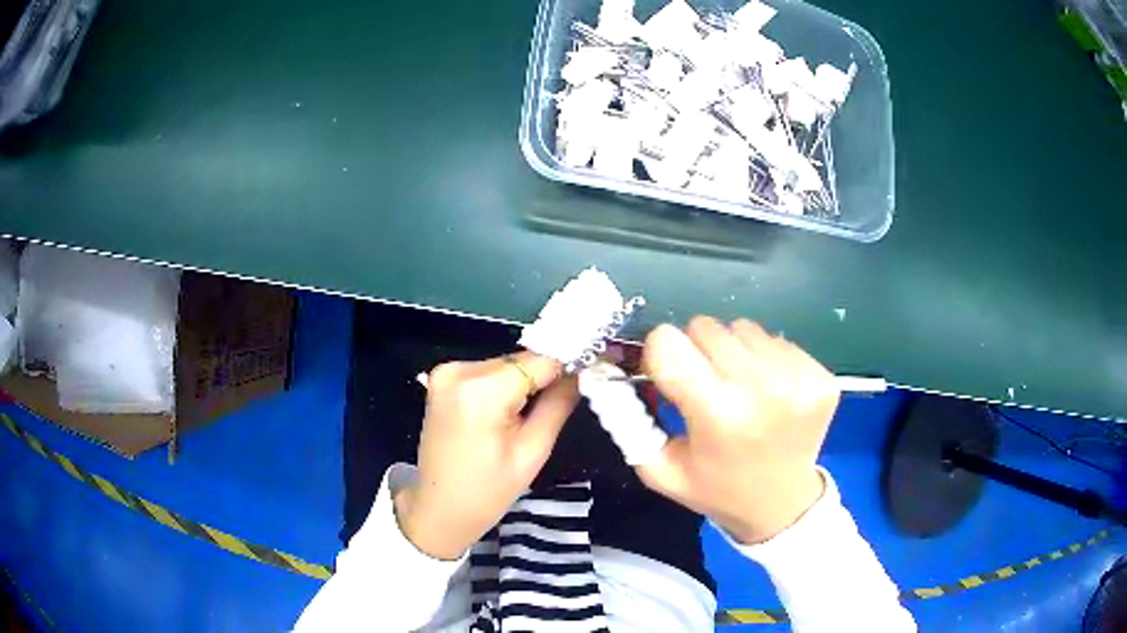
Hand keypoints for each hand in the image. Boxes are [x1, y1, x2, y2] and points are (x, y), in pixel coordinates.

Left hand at [395, 352, 577, 559]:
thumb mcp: (533, 452)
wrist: (438, 508)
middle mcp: (459, 370)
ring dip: (523, 382)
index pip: (540, 359)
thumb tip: (581, 370)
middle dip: (544, 376)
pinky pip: (487, 372)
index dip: (569, 362)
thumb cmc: (488, 491)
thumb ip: (558, 404)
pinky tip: (506, 412)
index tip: (593, 367)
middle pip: (520, 360)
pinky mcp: (441, 378)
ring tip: (529, 415)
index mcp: (481, 390)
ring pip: (505, 364)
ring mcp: (446, 371)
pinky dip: (502, 386)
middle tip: (564, 400)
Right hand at [636, 317, 839, 543]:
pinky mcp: (821, 375)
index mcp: (718, 414)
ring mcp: (799, 378)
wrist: (781, 503)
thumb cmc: (716, 488)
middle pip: (705, 326)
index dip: (660, 355)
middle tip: (706, 387)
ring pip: (743, 327)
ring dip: (732, 352)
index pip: (667, 341)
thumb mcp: (659, 469)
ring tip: (740, 390)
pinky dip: (765, 359)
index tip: (669, 377)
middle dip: (695, 351)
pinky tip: (769, 393)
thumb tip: (609, 371)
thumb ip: (627, 421)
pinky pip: (776, 340)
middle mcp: (762, 388)